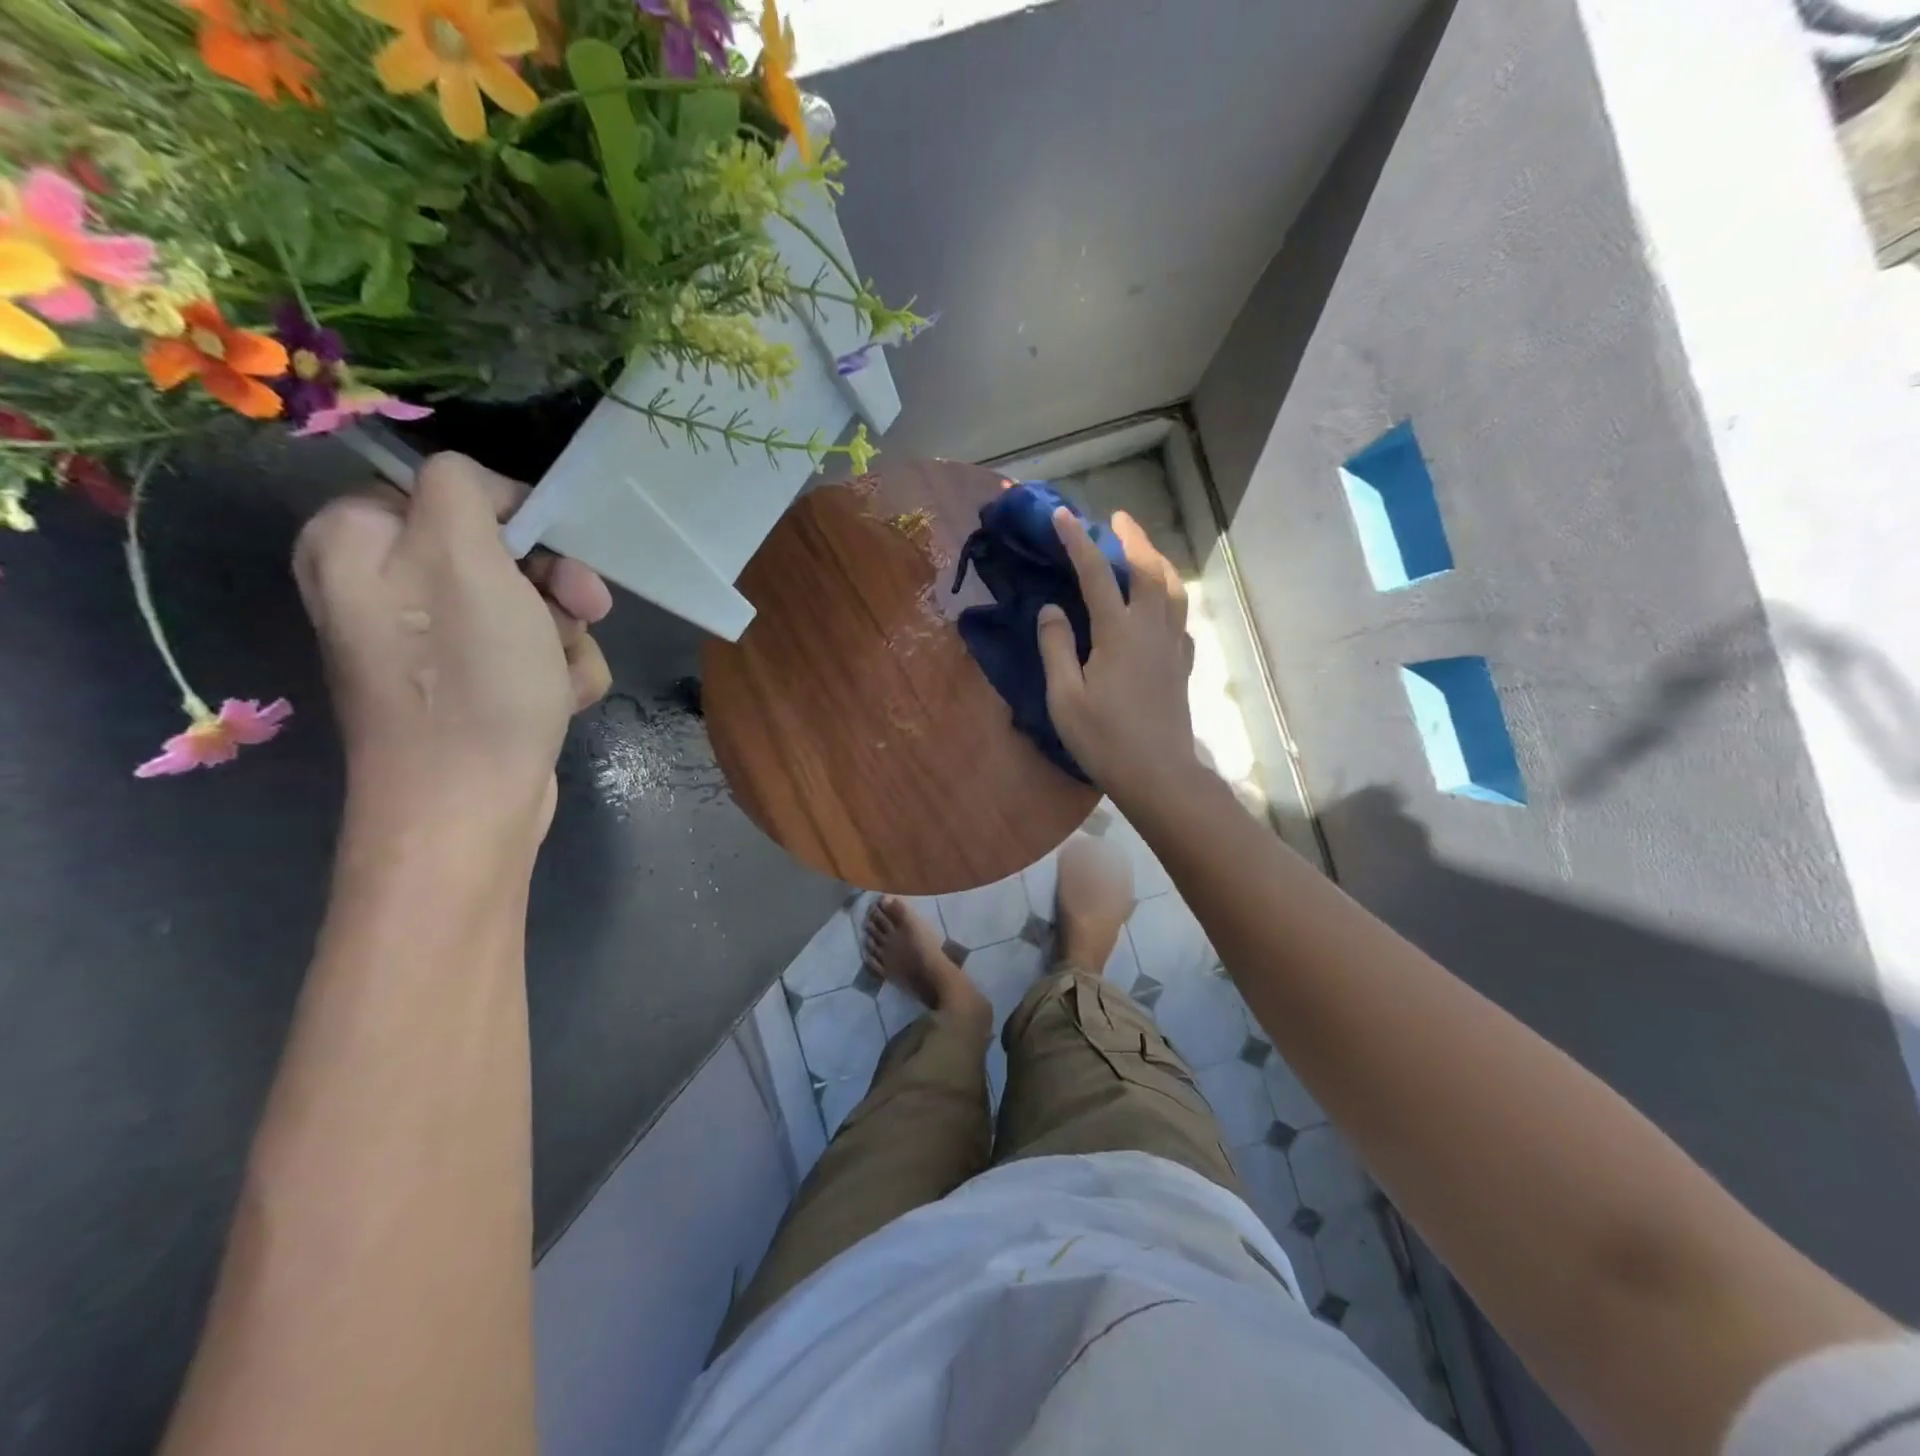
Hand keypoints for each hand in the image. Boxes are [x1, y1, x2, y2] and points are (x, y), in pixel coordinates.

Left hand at [293, 452, 613, 839]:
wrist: (471, 804)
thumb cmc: (468, 677)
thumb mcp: (463, 557)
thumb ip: (464, 490)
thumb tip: (488, 493)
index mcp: (358, 541)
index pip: (454, 490)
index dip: (517, 518)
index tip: (555, 551)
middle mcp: (387, 588)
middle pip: (502, 552)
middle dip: (555, 584)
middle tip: (581, 610)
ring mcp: (433, 643)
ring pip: (534, 606)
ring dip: (567, 635)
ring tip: (561, 673)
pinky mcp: (474, 686)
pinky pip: (536, 653)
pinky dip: (561, 672)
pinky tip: (561, 699)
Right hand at [1035, 507, 1199, 802]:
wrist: (1158, 774)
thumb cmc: (1104, 739)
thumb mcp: (1065, 697)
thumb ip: (1056, 647)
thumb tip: (1050, 609)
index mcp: (1118, 632)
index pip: (1096, 574)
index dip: (1077, 542)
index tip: (1062, 515)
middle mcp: (1151, 629)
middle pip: (1147, 570)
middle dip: (1132, 538)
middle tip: (1117, 518)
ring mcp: (1172, 645)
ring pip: (1172, 589)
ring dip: (1158, 561)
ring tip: (1143, 550)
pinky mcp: (1182, 664)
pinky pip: (1180, 617)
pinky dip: (1170, 597)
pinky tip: (1162, 605)